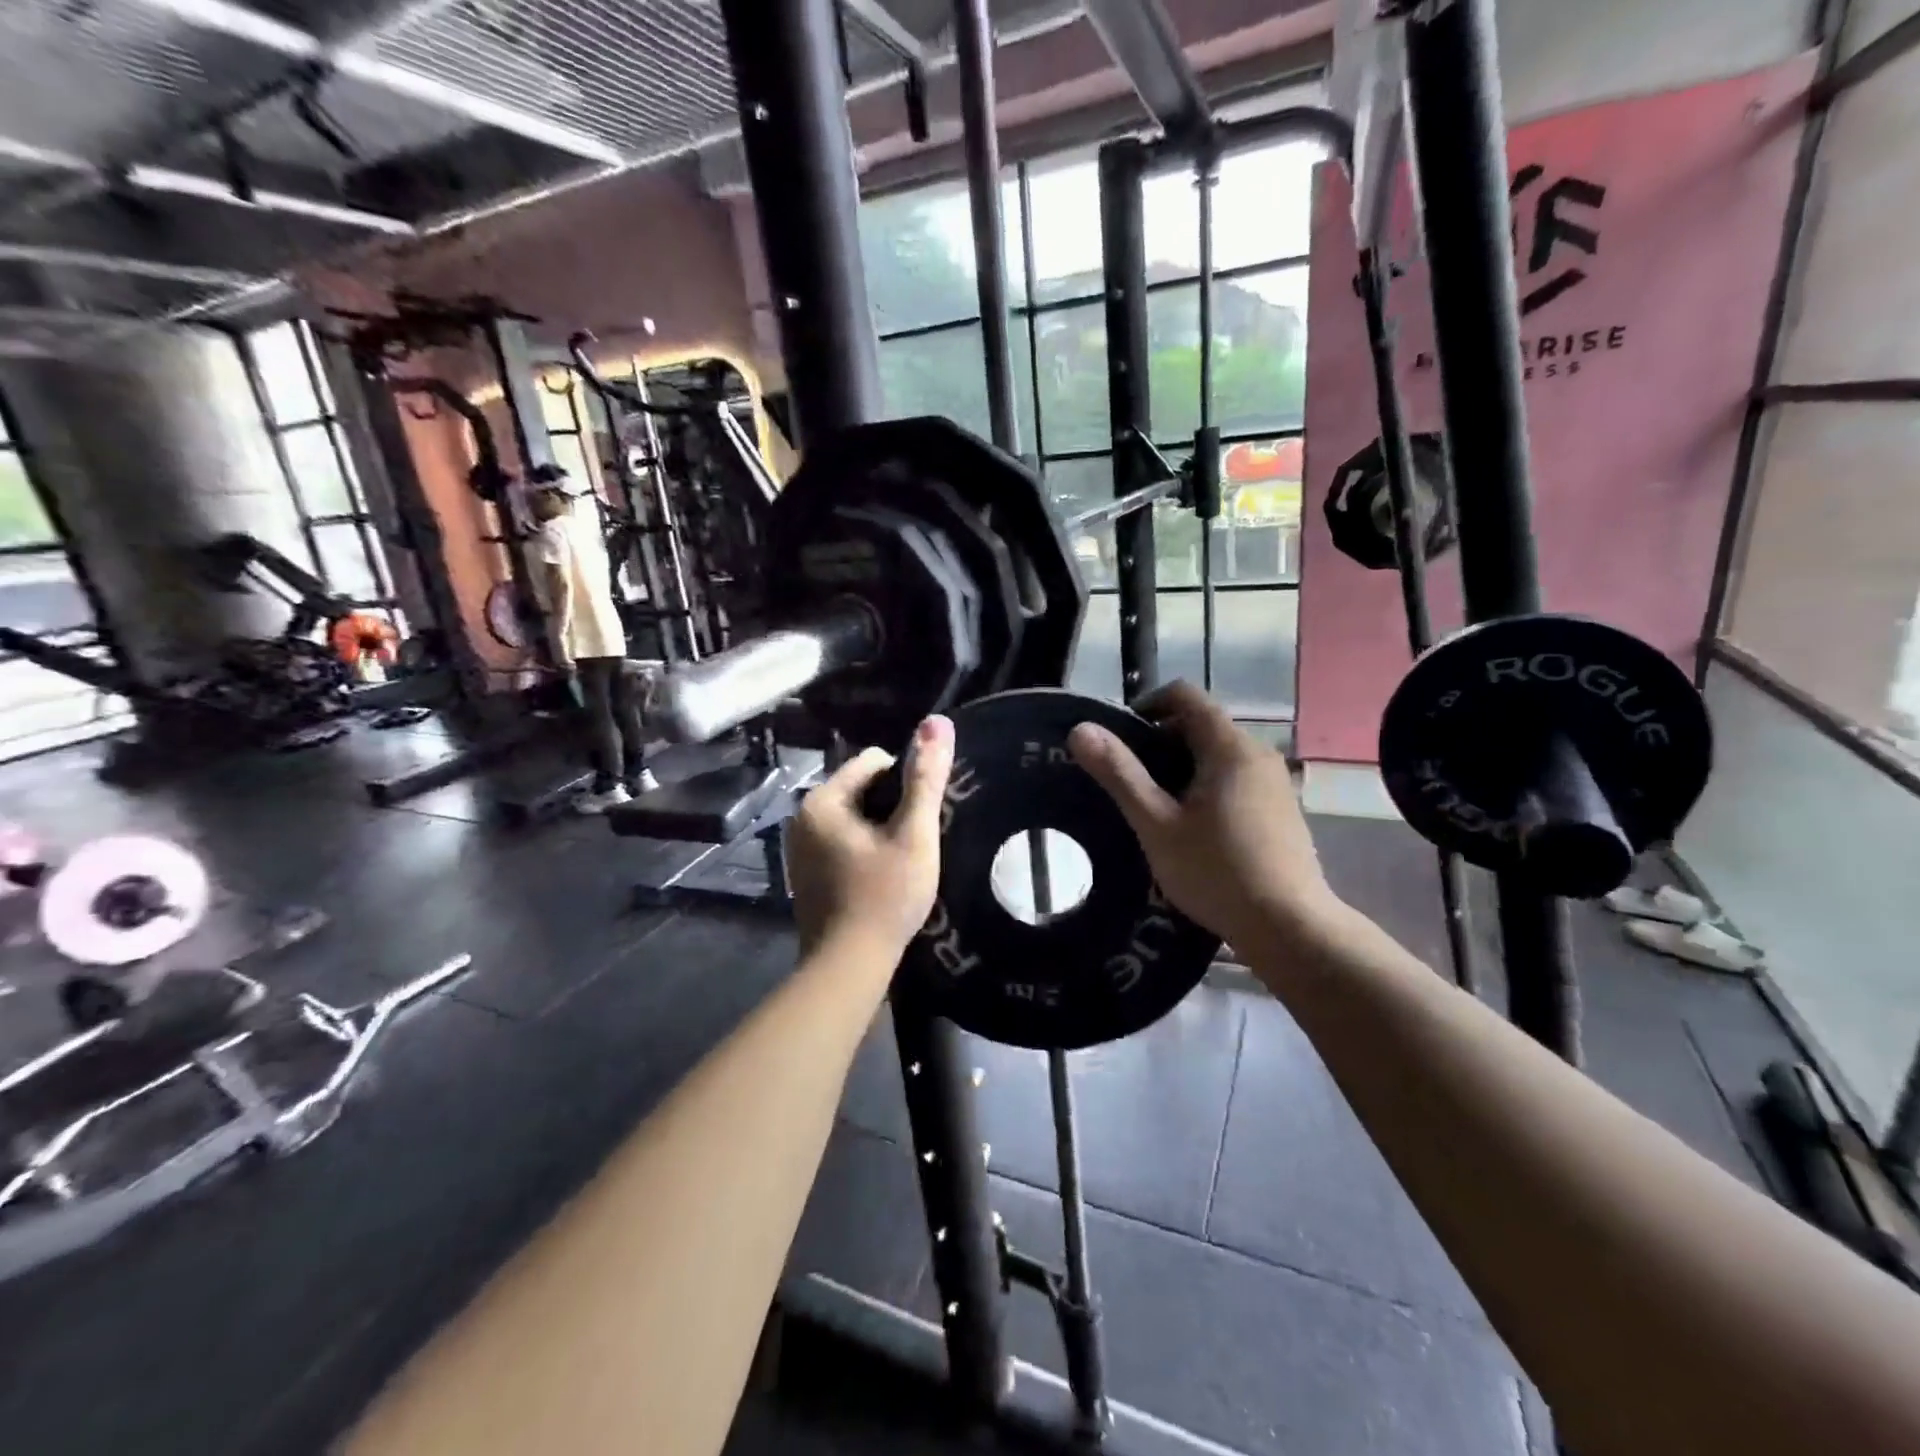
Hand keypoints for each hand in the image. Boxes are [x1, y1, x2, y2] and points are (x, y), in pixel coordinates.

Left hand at [787, 715, 954, 960]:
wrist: (848, 967)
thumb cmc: (885, 897)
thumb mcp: (914, 834)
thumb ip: (926, 778)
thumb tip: (937, 722)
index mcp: (823, 800)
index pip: (875, 761)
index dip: (906, 784)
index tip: (920, 820)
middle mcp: (802, 817)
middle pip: (863, 789)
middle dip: (892, 808)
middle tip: (915, 843)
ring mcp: (800, 847)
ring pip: (855, 818)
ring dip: (881, 830)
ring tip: (901, 862)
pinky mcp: (805, 873)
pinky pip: (843, 842)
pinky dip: (865, 851)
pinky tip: (880, 878)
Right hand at [1068, 681, 1338, 951]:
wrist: (1289, 927)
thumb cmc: (1216, 871)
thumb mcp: (1156, 824)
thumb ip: (1119, 773)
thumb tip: (1080, 729)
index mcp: (1229, 747)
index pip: (1184, 695)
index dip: (1146, 705)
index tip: (1118, 737)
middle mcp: (1258, 753)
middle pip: (1201, 724)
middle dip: (1160, 741)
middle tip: (1128, 780)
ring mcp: (1274, 782)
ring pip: (1218, 754)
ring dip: (1182, 767)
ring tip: (1153, 807)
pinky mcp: (1281, 809)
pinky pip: (1236, 778)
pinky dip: (1206, 785)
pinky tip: (1192, 828)